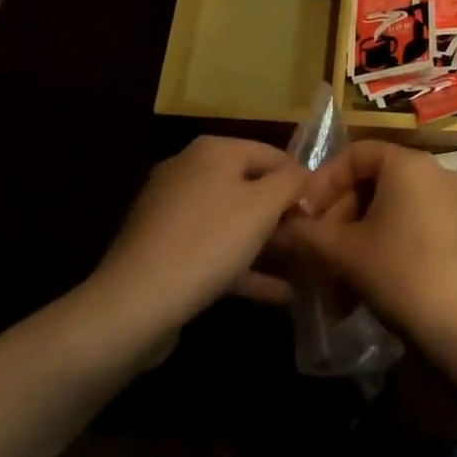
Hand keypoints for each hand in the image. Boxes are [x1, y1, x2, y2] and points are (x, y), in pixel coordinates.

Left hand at [78, 136, 308, 353]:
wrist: (133, 305)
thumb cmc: (209, 242)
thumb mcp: (264, 206)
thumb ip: (292, 182)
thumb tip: (305, 175)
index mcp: (213, 150)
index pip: (274, 154)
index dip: (302, 182)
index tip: (323, 213)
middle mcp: (189, 170)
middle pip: (252, 187)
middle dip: (283, 216)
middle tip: (312, 243)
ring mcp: (172, 212)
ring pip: (233, 222)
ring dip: (267, 245)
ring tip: (302, 269)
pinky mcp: (163, 250)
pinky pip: (214, 250)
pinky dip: (243, 266)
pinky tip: (276, 293)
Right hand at [279, 140, 456, 355]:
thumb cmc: (399, 272)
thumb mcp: (344, 252)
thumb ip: (307, 233)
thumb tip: (280, 227)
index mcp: (408, 163)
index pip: (356, 153)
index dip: (323, 181)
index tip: (304, 214)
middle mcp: (433, 171)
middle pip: (373, 180)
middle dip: (338, 214)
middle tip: (316, 248)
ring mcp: (450, 201)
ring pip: (390, 208)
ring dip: (356, 237)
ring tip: (334, 277)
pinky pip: (411, 224)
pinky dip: (384, 245)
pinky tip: (363, 285)